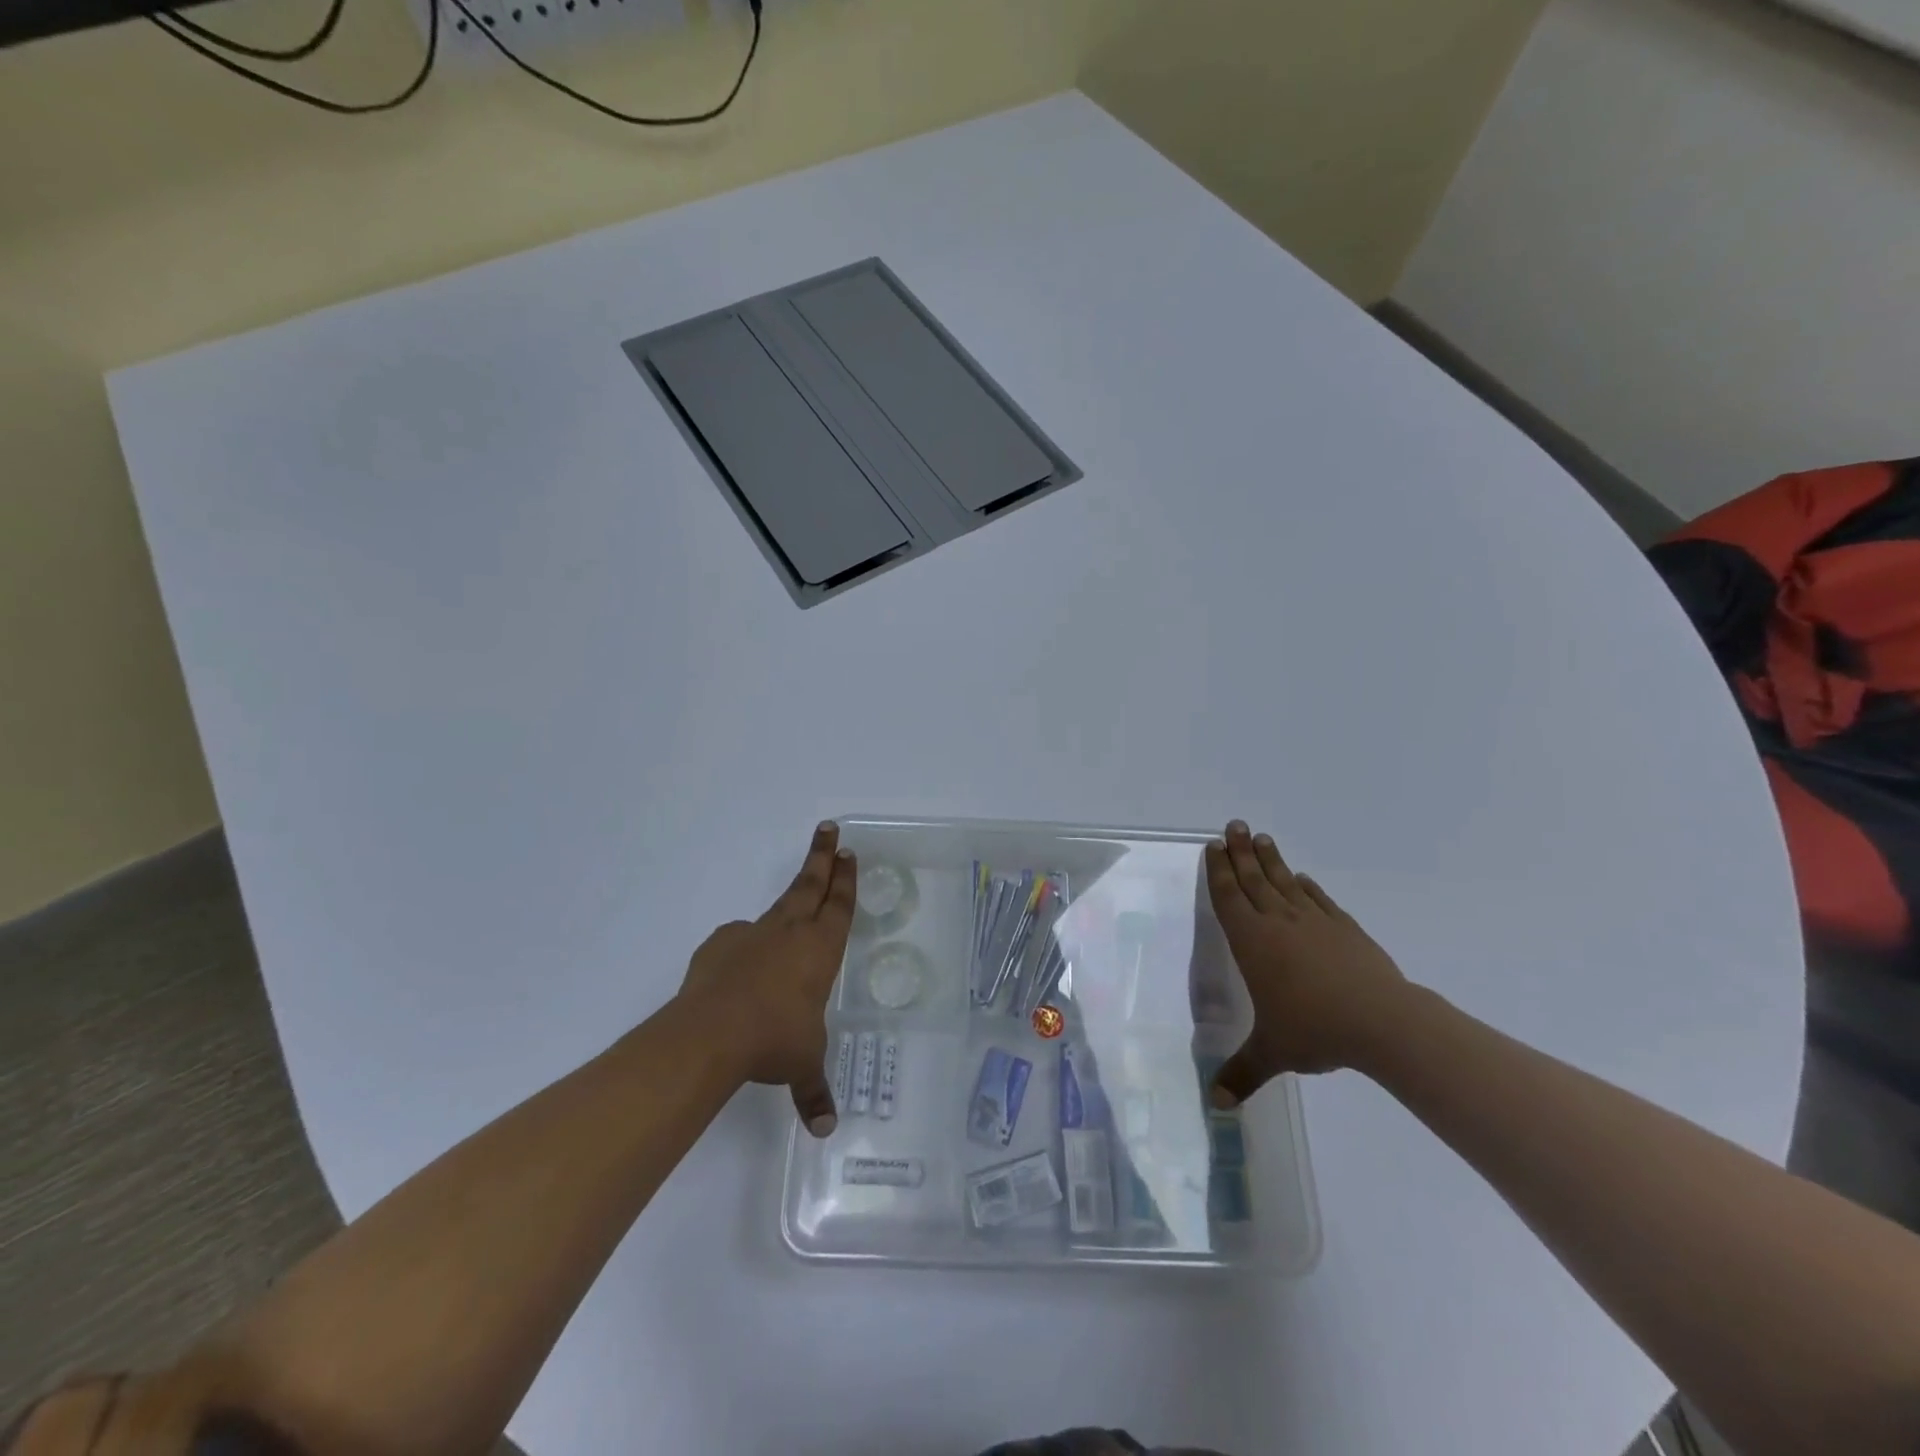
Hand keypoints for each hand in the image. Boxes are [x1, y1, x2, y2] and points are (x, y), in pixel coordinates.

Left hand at [679, 822, 856, 1137]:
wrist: (711, 1033)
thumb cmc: (775, 1039)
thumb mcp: (802, 1064)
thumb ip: (813, 1090)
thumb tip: (825, 1129)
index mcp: (819, 950)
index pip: (839, 906)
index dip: (845, 879)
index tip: (847, 851)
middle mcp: (789, 932)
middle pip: (809, 885)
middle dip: (822, 857)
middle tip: (828, 829)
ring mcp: (751, 935)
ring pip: (777, 907)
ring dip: (789, 897)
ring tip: (793, 899)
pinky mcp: (719, 946)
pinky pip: (739, 939)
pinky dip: (746, 944)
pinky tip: (742, 963)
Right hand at [1206, 820, 1409, 1103]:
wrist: (1383, 1023)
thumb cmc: (1315, 1030)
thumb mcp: (1272, 1054)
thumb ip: (1242, 1073)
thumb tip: (1216, 1105)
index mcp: (1253, 943)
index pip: (1229, 898)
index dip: (1219, 872)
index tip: (1213, 846)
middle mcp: (1278, 923)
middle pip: (1254, 879)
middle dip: (1240, 852)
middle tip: (1233, 825)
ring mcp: (1314, 922)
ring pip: (1285, 882)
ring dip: (1271, 860)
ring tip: (1261, 837)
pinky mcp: (1345, 929)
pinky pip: (1319, 900)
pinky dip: (1307, 887)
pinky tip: (1303, 879)